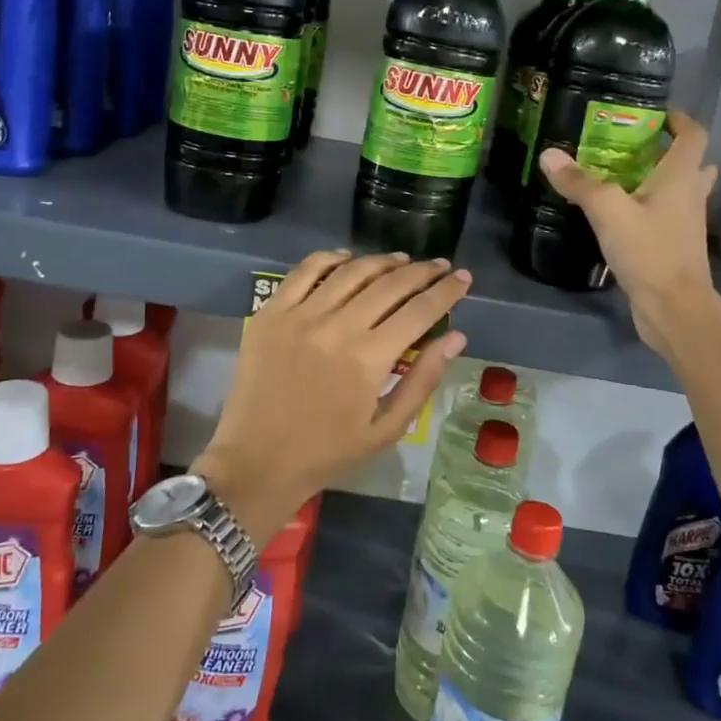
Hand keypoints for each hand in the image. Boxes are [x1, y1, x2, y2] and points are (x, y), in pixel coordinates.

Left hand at [197, 251, 468, 538]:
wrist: (256, 462)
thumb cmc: (328, 453)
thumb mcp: (387, 429)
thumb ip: (423, 380)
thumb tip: (456, 337)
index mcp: (369, 359)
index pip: (420, 311)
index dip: (446, 291)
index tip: (464, 278)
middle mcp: (337, 327)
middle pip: (389, 284)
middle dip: (422, 271)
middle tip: (440, 266)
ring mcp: (300, 315)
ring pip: (351, 271)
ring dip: (382, 261)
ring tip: (402, 261)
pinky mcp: (271, 313)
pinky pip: (304, 271)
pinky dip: (330, 258)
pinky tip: (348, 259)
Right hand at [538, 109, 719, 352]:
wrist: (674, 308)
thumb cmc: (649, 251)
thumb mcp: (608, 211)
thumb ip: (580, 183)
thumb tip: (549, 155)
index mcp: (681, 177)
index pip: (694, 136)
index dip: (680, 121)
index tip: (657, 115)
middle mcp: (691, 196)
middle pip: (692, 164)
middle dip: (668, 151)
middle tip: (636, 148)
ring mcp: (686, 224)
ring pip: (680, 192)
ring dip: (661, 181)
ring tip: (624, 178)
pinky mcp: (675, 248)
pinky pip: (667, 217)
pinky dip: (651, 209)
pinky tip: (621, 216)